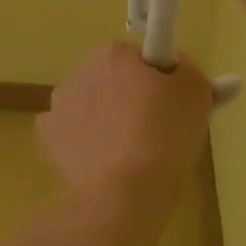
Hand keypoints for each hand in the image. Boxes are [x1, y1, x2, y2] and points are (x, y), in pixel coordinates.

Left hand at [37, 43, 212, 208]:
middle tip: (158, 131)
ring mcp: (60, 103)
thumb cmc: (165, 134)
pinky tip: (103, 162)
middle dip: (132, 98)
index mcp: (114, 53)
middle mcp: (81, 69)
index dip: (161, 80)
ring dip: (107, 119)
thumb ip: (186, 71)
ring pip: (92, 104)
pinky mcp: (49, 136)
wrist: (125, 192)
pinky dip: (86, 143)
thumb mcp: (196, 91)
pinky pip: (73, 132)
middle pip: (115, 79)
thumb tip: (175, 69)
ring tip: (132, 153)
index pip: (142, 59)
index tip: (172, 105)